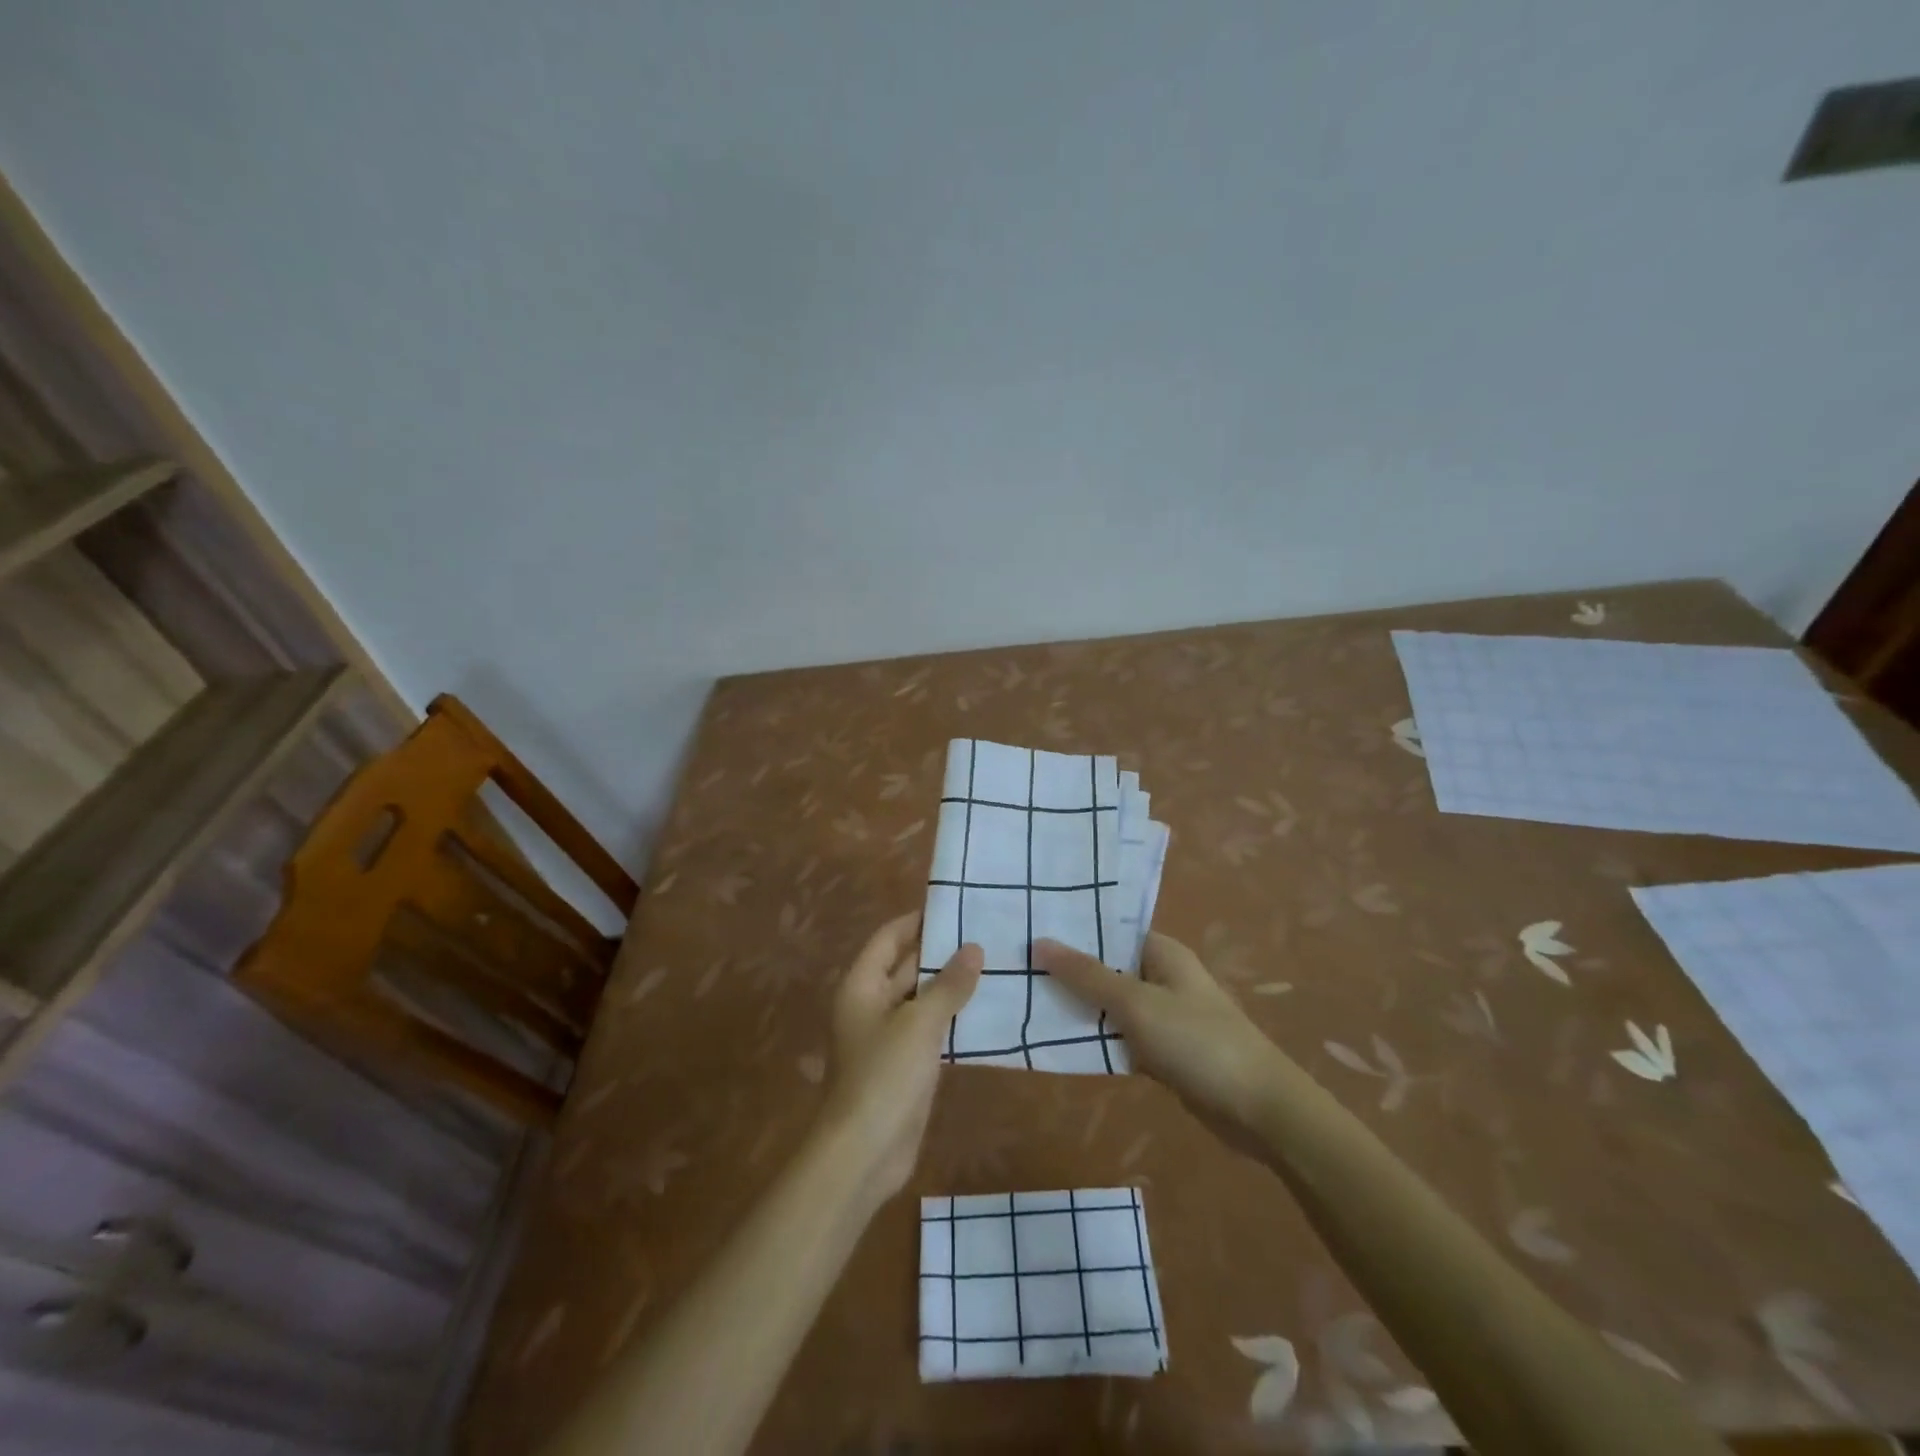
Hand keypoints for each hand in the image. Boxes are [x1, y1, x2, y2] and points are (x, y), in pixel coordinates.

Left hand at [820, 911, 981, 1199]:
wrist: (864, 1154)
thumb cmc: (884, 1076)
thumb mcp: (919, 1024)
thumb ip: (948, 985)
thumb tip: (974, 948)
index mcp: (862, 986)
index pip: (889, 938)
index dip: (917, 920)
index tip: (954, 906)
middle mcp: (872, 1005)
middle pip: (906, 967)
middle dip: (942, 952)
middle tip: (986, 933)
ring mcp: (889, 1037)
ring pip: (922, 1000)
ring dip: (951, 986)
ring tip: (995, 964)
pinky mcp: (906, 1065)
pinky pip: (931, 1030)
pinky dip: (954, 1018)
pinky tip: (987, 1009)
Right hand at [1035, 932, 1282, 1147]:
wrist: (1259, 1109)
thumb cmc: (1197, 1042)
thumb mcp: (1136, 1003)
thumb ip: (1086, 975)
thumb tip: (1039, 942)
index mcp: (1162, 953)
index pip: (1109, 930)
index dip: (1072, 930)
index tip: (1028, 929)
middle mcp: (1162, 977)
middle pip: (1106, 968)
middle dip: (1068, 970)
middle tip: (1015, 967)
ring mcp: (1163, 1016)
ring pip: (1110, 1005)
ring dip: (1079, 1006)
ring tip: (1026, 998)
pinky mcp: (1162, 1051)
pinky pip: (1120, 1036)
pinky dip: (1096, 1038)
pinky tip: (1059, 1039)